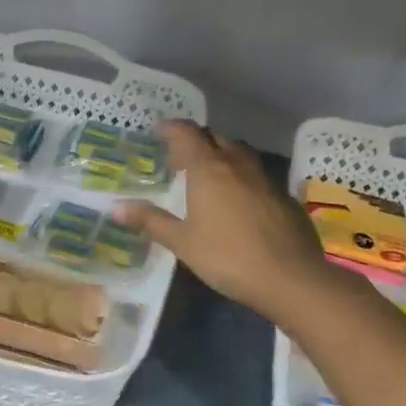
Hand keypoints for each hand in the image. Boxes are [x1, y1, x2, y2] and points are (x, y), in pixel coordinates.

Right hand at [113, 121, 339, 330]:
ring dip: (223, 153)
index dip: (171, 128)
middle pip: (215, 137)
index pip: (187, 134)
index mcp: (208, 169)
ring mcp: (265, 179)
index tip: (159, 129)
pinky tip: (239, 199)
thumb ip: (150, 221)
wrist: (289, 277)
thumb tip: (115, 207)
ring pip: (240, 153)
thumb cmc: (227, 257)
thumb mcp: (182, 242)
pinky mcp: (283, 196)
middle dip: (197, 139)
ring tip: (210, 171)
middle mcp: (237, 165)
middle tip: (181, 155)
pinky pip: (257, 175)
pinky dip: (242, 176)